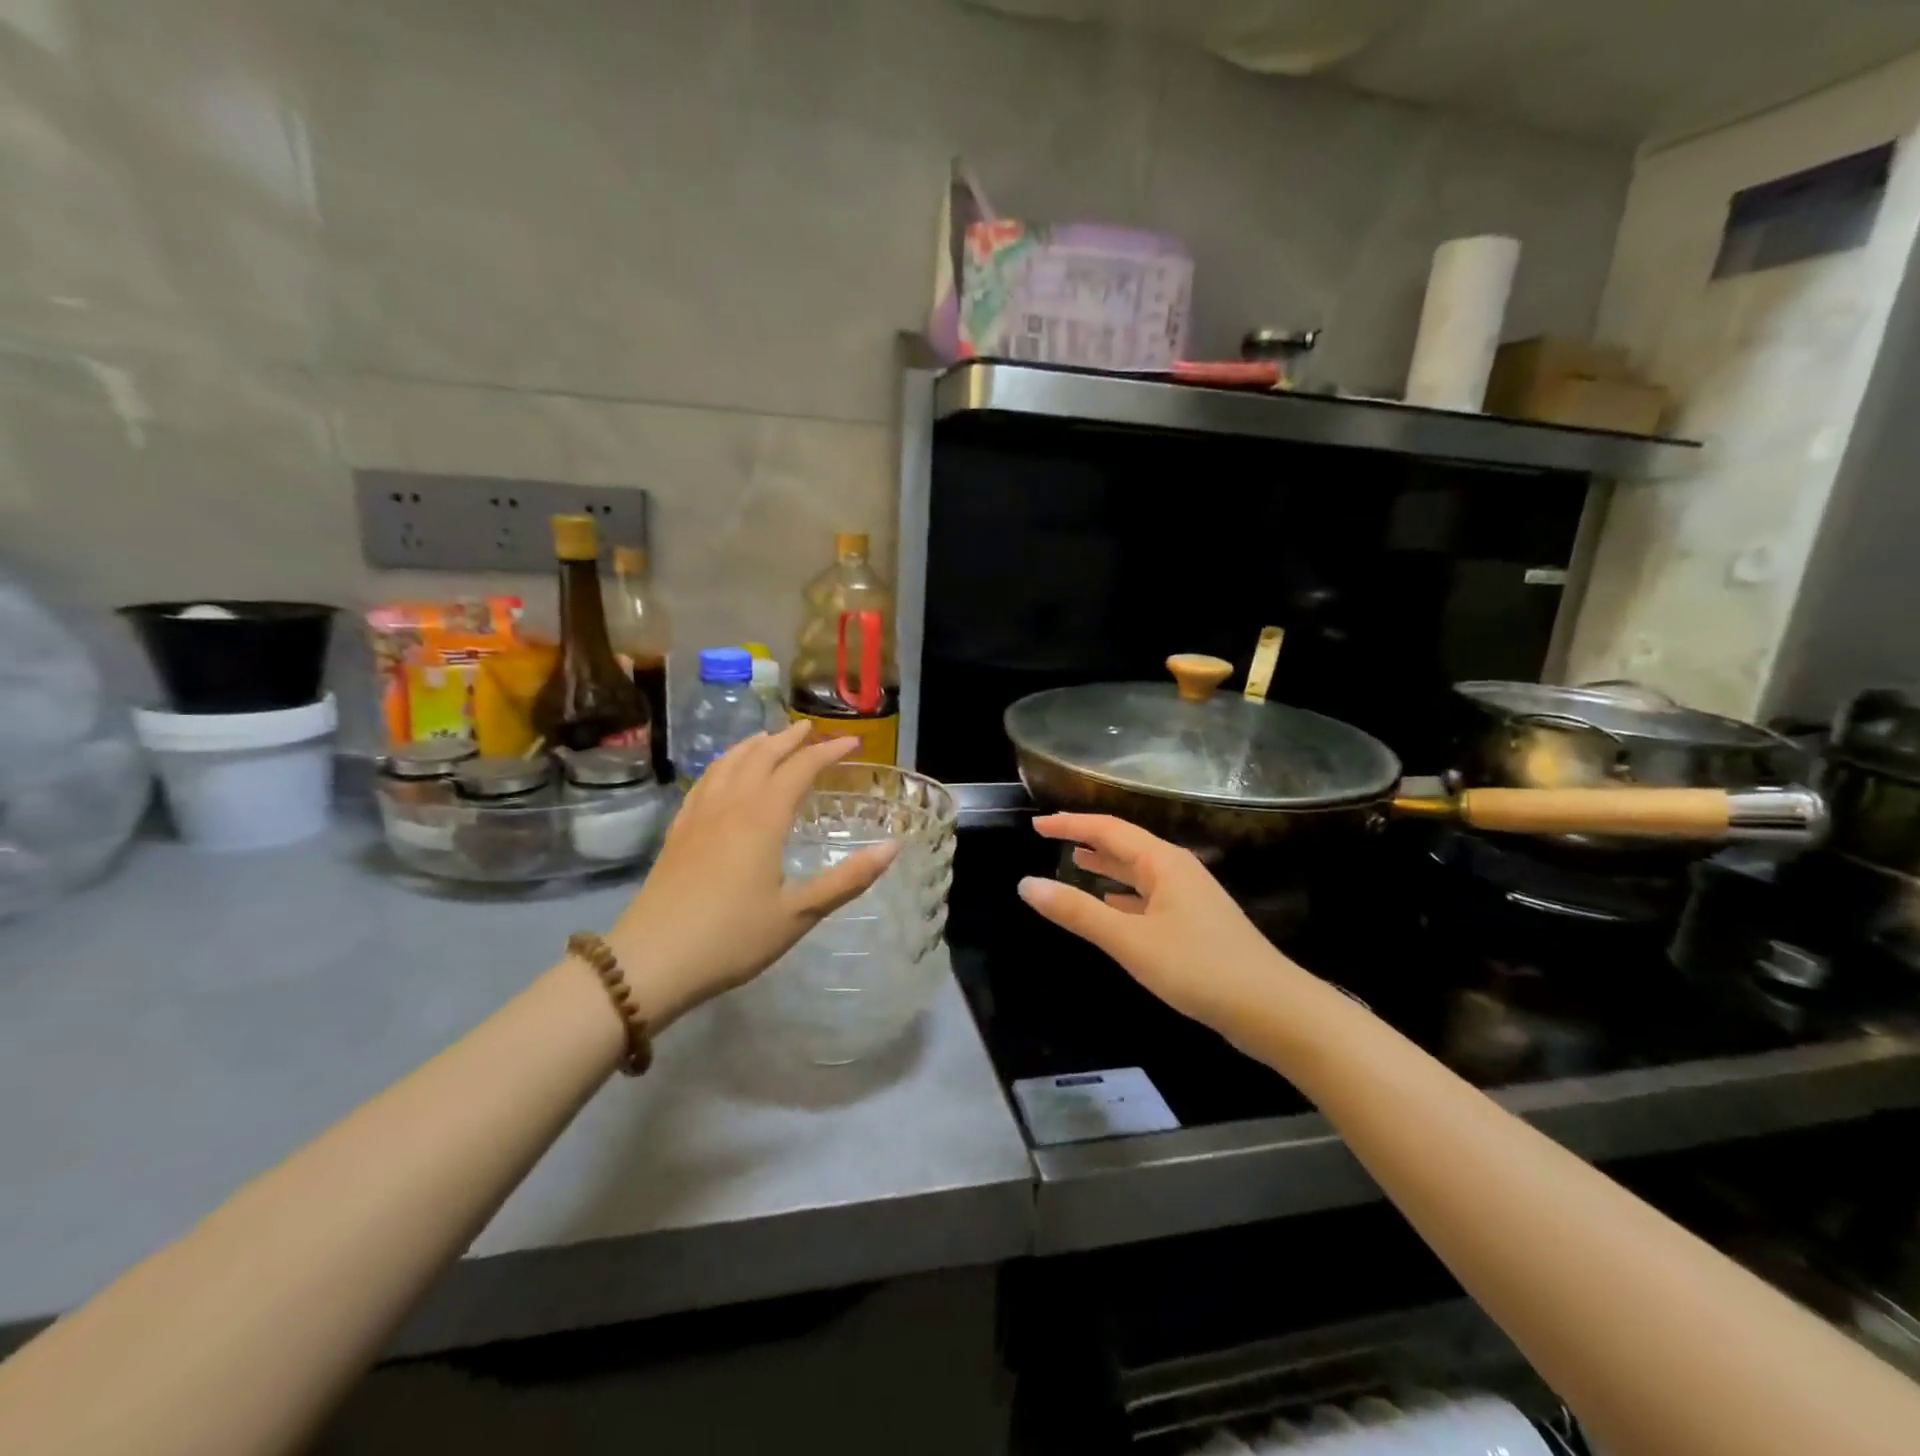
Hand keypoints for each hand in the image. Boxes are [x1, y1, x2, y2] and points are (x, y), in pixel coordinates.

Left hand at [607, 724, 898, 1031]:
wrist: (651, 961)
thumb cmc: (732, 939)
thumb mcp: (798, 915)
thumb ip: (847, 880)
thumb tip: (892, 848)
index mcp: (762, 820)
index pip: (800, 769)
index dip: (827, 751)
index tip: (852, 741)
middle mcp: (730, 806)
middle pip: (761, 756)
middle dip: (789, 739)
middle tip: (811, 729)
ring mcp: (699, 816)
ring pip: (728, 763)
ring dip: (753, 745)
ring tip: (769, 739)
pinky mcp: (678, 832)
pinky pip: (704, 782)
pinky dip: (722, 765)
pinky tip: (723, 773)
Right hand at [1018, 813, 1295, 1031]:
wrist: (1273, 1011)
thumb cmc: (1199, 968)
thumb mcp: (1130, 940)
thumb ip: (1077, 912)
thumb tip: (1026, 885)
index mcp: (1163, 862)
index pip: (1108, 829)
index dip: (1071, 824)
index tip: (1037, 825)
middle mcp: (1177, 871)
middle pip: (1125, 845)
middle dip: (1088, 840)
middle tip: (1050, 838)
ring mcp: (1189, 898)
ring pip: (1138, 872)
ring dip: (1107, 866)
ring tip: (1075, 862)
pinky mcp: (1195, 925)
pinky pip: (1149, 898)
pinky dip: (1124, 895)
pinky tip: (1112, 905)